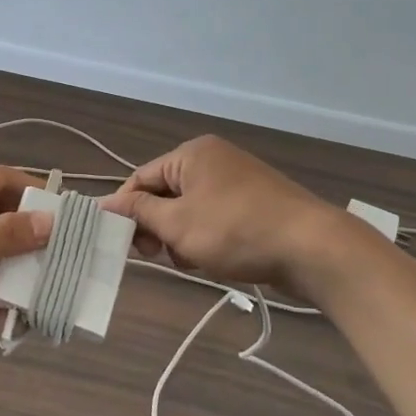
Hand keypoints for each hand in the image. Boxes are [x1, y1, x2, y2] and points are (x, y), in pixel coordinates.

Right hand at [102, 135, 354, 291]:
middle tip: (156, 255)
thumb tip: (103, 203)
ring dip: (181, 237)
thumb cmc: (235, 230)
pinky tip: (212, 259)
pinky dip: (206, 237)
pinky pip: (214, 217)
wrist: (313, 248)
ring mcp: (238, 180)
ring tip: (191, 260)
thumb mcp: (177, 224)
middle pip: (165, 194)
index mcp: (191, 154)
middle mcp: (213, 159)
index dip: (126, 210)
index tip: (120, 242)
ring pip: (189, 210)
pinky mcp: (255, 203)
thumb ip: (138, 213)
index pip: (141, 178)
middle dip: (156, 227)